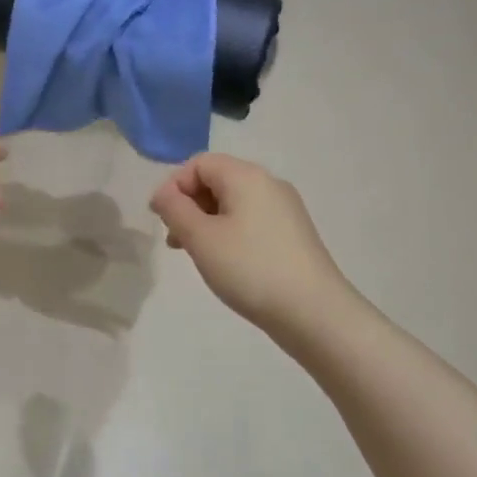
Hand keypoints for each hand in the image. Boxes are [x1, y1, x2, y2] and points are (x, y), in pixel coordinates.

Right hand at [149, 153, 353, 342]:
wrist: (315, 313)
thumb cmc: (250, 269)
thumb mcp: (201, 238)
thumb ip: (174, 209)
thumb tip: (163, 193)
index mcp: (246, 176)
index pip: (199, 163)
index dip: (174, 186)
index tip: (161, 219)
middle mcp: (268, 184)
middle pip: (217, 179)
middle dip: (189, 204)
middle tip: (175, 239)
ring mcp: (285, 209)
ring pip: (232, 202)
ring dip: (206, 221)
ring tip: (195, 254)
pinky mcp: (293, 233)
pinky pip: (250, 220)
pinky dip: (228, 232)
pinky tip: (225, 262)